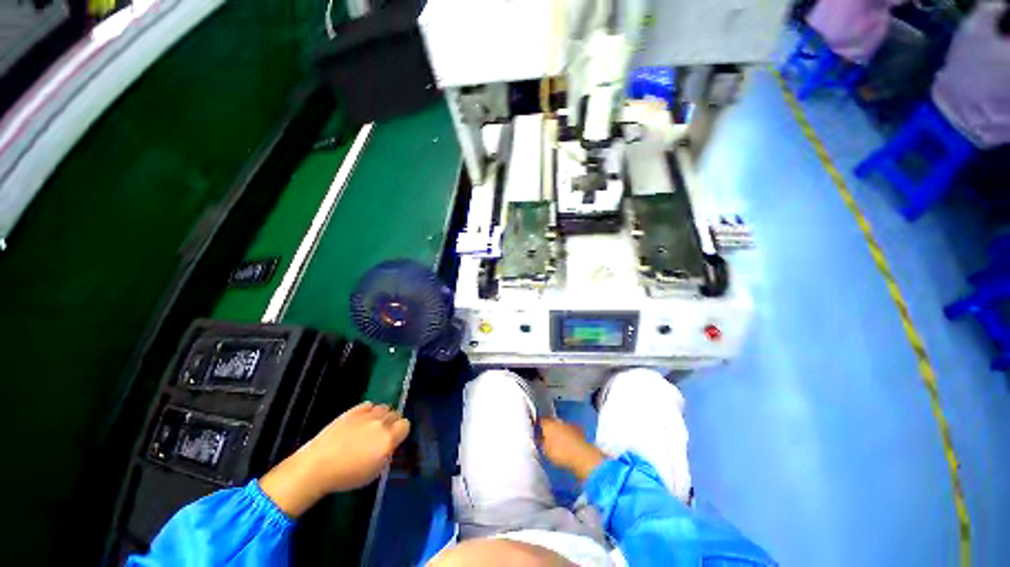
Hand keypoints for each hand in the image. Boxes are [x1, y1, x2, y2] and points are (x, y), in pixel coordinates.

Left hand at [260, 402, 409, 516]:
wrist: (316, 466)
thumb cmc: (345, 476)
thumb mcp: (373, 472)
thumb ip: (386, 454)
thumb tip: (389, 445)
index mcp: (388, 440)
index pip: (406, 425)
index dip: (401, 432)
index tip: (394, 440)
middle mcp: (380, 423)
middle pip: (396, 414)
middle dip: (392, 423)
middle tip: (381, 435)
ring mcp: (366, 415)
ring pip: (384, 407)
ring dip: (381, 416)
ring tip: (371, 427)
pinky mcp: (353, 410)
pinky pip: (369, 405)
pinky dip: (369, 411)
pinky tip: (361, 421)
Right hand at [538, 417, 605, 481]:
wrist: (582, 456)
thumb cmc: (560, 453)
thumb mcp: (545, 451)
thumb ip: (540, 443)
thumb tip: (539, 439)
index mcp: (548, 423)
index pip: (540, 421)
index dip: (538, 427)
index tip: (536, 433)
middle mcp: (558, 421)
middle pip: (551, 422)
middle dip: (549, 428)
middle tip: (547, 438)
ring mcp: (569, 425)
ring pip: (561, 426)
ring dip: (559, 432)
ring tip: (557, 443)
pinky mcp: (579, 431)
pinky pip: (569, 432)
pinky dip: (567, 436)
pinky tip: (567, 445)